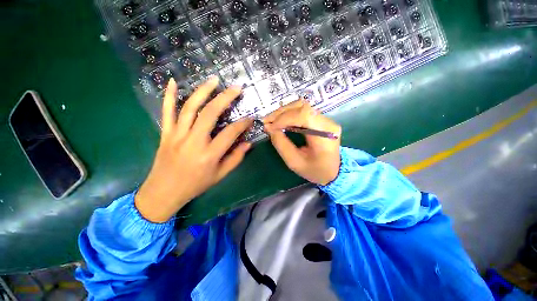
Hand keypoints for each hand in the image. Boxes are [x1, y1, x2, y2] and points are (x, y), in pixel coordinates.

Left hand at [135, 77, 252, 222]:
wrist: (163, 192)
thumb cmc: (195, 185)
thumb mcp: (220, 175)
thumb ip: (236, 158)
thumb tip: (248, 143)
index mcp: (209, 154)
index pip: (230, 133)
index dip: (242, 124)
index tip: (250, 118)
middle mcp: (193, 141)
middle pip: (210, 114)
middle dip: (225, 98)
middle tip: (236, 88)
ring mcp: (177, 135)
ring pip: (190, 107)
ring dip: (203, 91)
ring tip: (214, 80)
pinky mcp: (165, 133)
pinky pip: (166, 111)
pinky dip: (168, 95)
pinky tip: (171, 81)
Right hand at [263, 100, 340, 184]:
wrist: (333, 171)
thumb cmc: (314, 170)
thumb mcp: (295, 162)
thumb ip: (281, 144)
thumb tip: (269, 128)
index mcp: (324, 136)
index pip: (304, 115)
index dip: (285, 118)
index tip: (271, 127)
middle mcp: (327, 123)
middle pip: (302, 107)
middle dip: (281, 113)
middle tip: (267, 122)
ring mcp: (326, 119)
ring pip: (302, 106)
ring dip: (283, 112)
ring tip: (272, 121)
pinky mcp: (321, 119)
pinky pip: (303, 111)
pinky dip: (288, 114)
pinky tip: (280, 121)